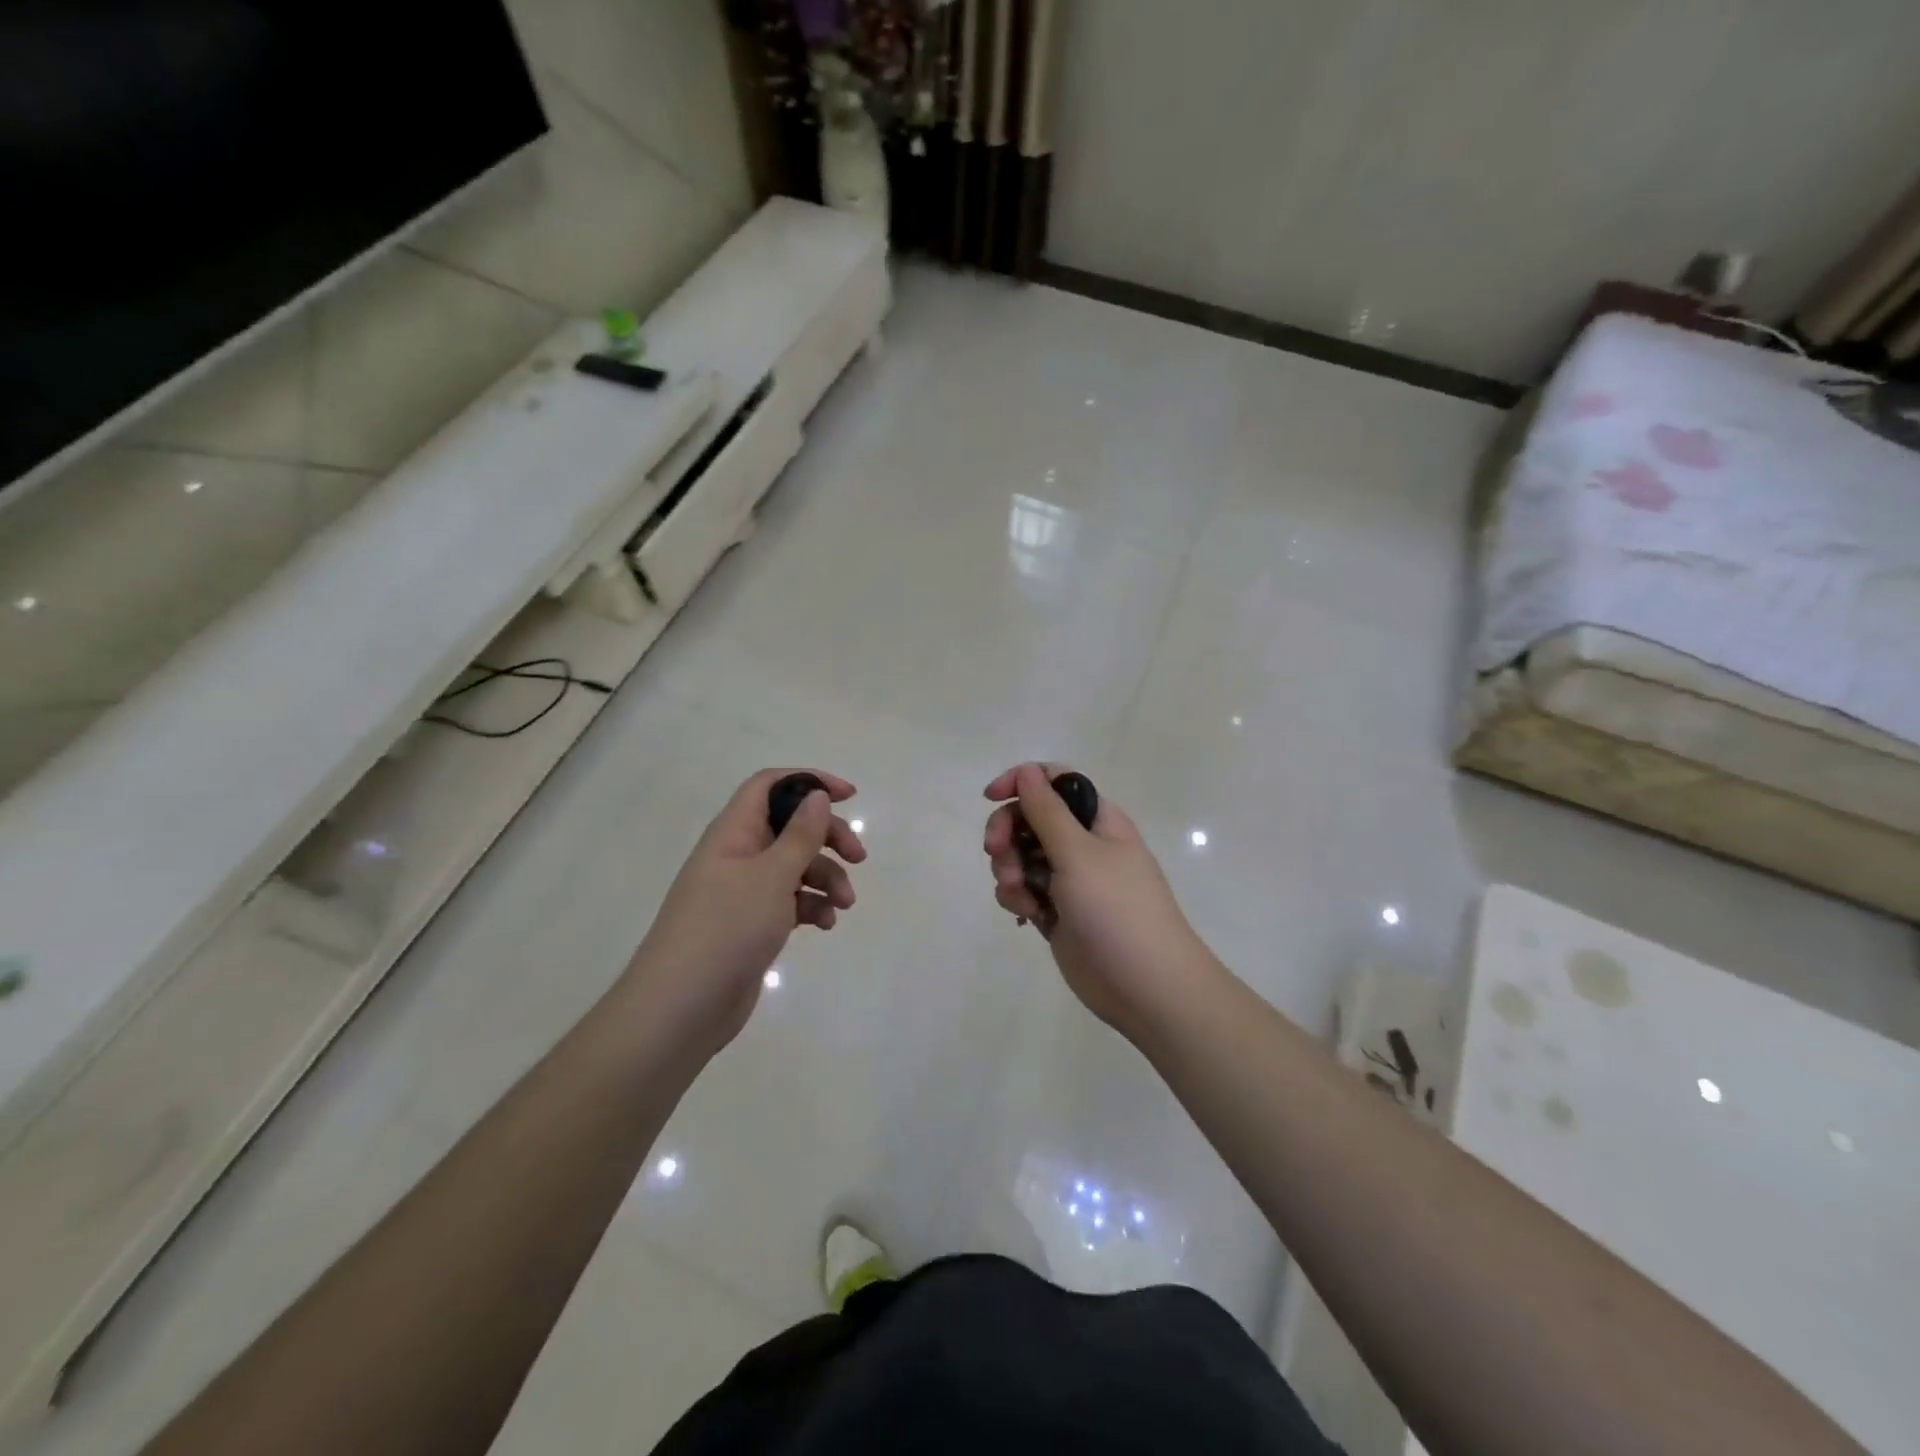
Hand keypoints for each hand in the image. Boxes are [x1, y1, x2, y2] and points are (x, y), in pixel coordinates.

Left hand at [630, 768, 865, 1057]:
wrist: (681, 1008)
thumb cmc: (726, 929)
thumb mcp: (771, 876)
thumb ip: (799, 835)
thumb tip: (815, 795)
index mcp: (733, 832)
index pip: (770, 785)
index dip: (809, 781)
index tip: (847, 796)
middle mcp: (738, 855)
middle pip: (790, 826)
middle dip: (828, 837)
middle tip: (858, 857)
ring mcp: (743, 891)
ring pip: (795, 867)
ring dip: (826, 878)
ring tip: (845, 904)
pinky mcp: (752, 924)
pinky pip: (790, 901)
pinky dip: (811, 907)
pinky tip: (826, 925)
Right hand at [983, 763, 1214, 1041]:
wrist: (1145, 986)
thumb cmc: (1117, 910)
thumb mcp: (1079, 853)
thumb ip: (1047, 811)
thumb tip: (1028, 771)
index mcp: (1097, 820)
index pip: (1054, 781)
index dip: (1021, 782)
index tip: (990, 797)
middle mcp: (1082, 843)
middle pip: (1028, 818)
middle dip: (1007, 833)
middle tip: (996, 852)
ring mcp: (1069, 879)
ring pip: (1020, 856)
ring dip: (1009, 870)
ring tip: (1022, 897)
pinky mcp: (1056, 911)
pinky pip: (1023, 890)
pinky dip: (1018, 898)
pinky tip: (1029, 917)